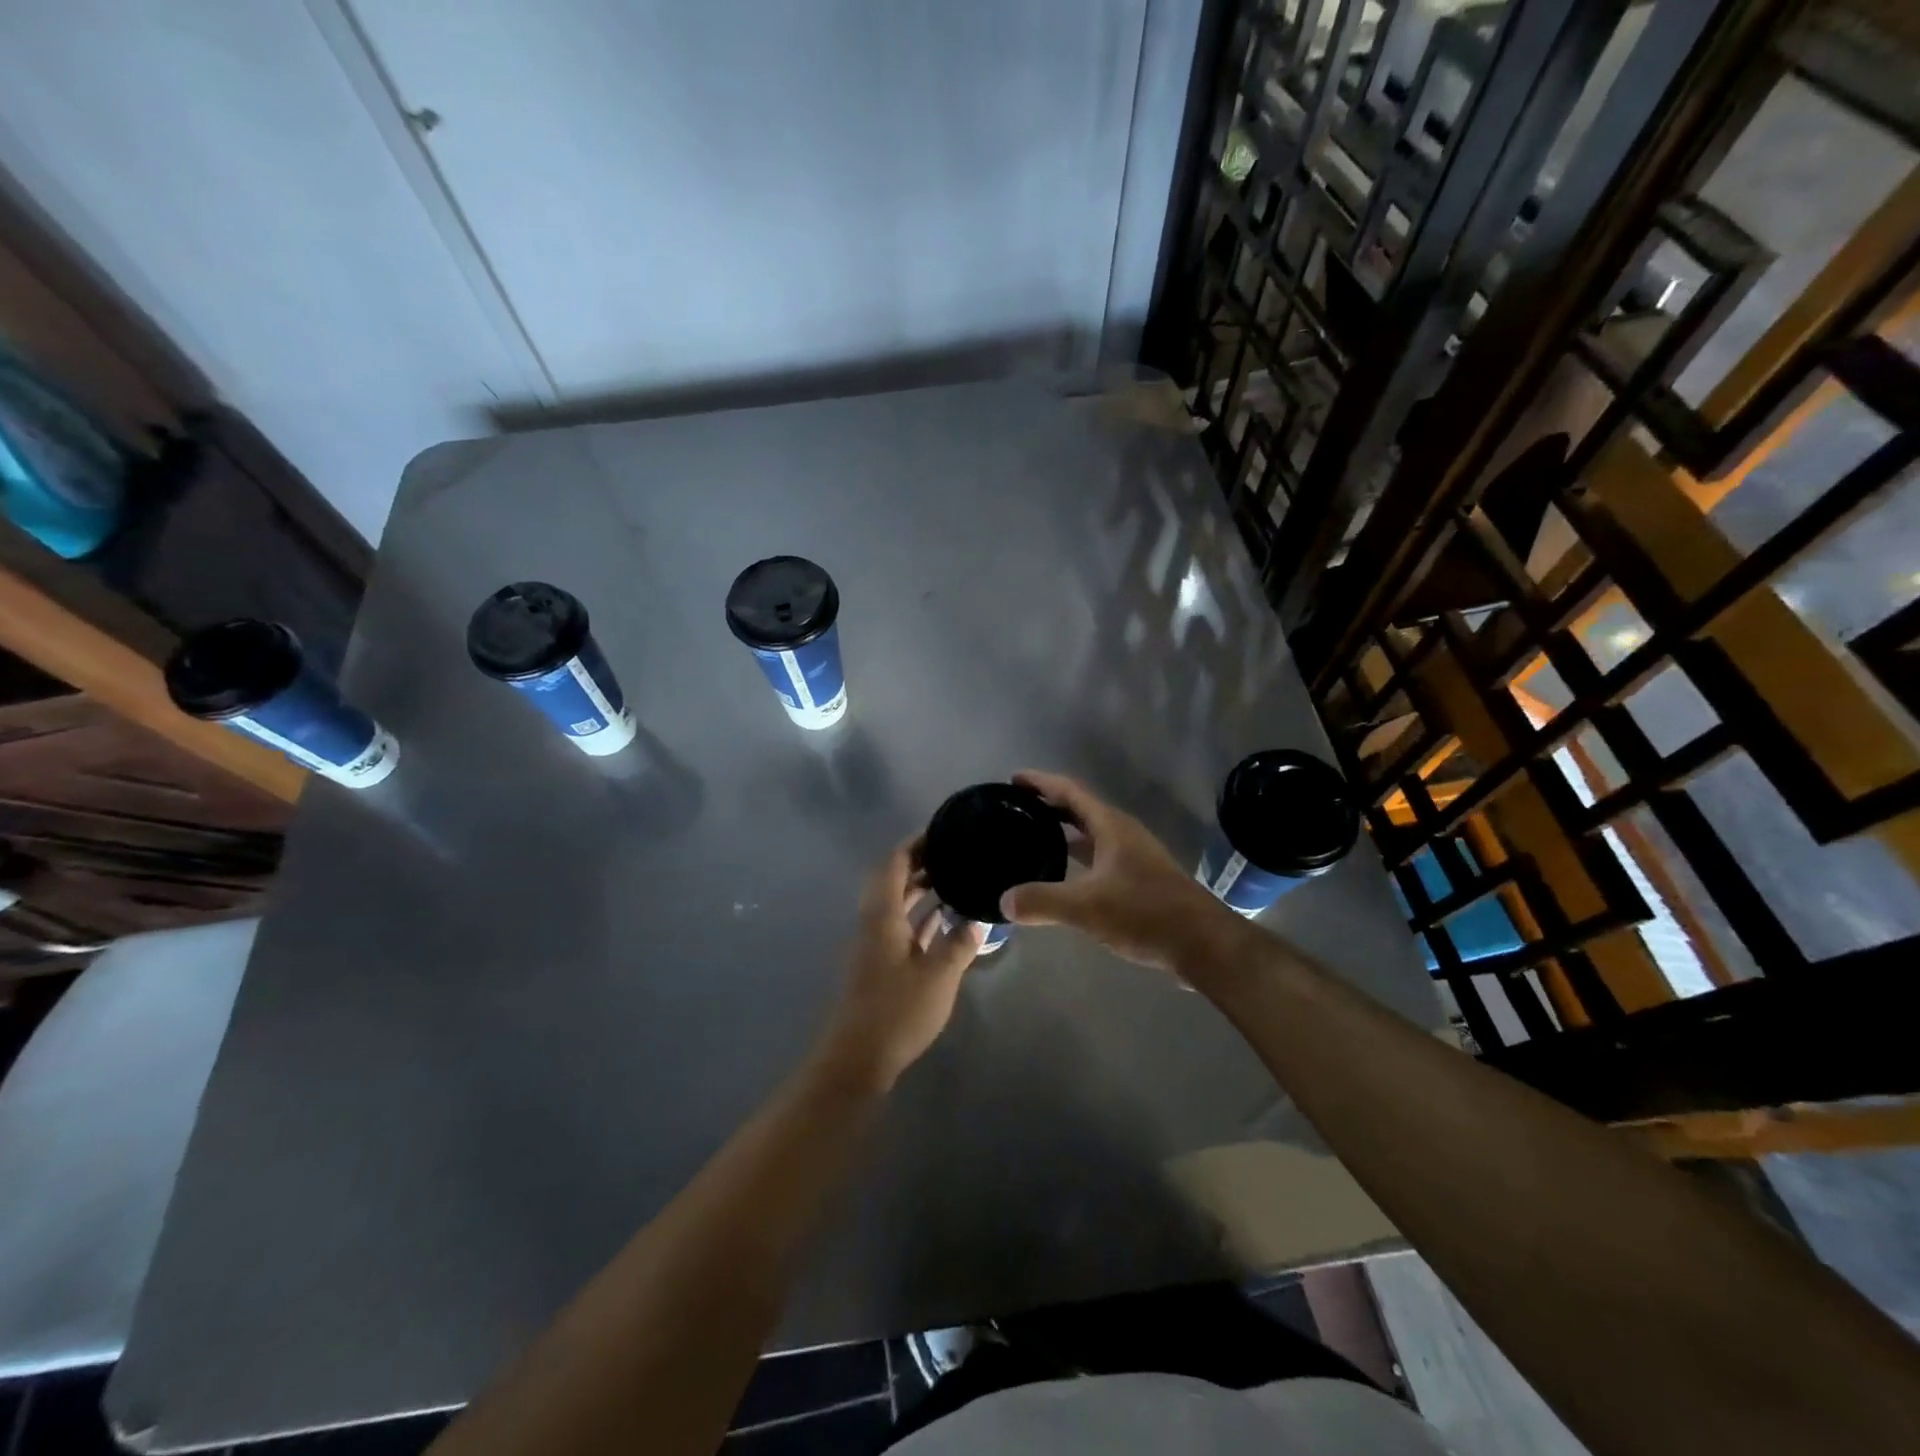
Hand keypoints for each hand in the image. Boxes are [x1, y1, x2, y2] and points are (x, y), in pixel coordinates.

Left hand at [820, 836, 985, 1090]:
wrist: (859, 1058)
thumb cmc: (897, 1011)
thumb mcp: (938, 976)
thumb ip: (959, 943)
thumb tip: (976, 921)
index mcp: (882, 915)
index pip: (894, 863)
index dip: (916, 844)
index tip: (943, 831)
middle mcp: (875, 923)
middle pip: (894, 880)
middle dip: (922, 863)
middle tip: (956, 853)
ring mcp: (876, 945)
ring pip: (898, 904)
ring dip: (922, 889)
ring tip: (956, 878)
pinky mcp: (882, 965)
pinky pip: (903, 926)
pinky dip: (922, 916)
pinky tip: (948, 920)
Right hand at [999, 770, 1242, 975]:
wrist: (1203, 944)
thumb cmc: (1145, 913)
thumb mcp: (1087, 907)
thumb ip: (1042, 901)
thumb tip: (1003, 901)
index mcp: (1111, 827)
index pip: (1070, 791)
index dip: (1041, 782)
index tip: (1013, 780)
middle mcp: (1122, 834)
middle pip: (1080, 810)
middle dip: (1048, 805)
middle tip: (1015, 809)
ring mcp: (1133, 858)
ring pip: (1090, 835)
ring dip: (1062, 833)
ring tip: (1030, 838)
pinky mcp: (1138, 881)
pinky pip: (1098, 858)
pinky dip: (1075, 858)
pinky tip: (1060, 877)